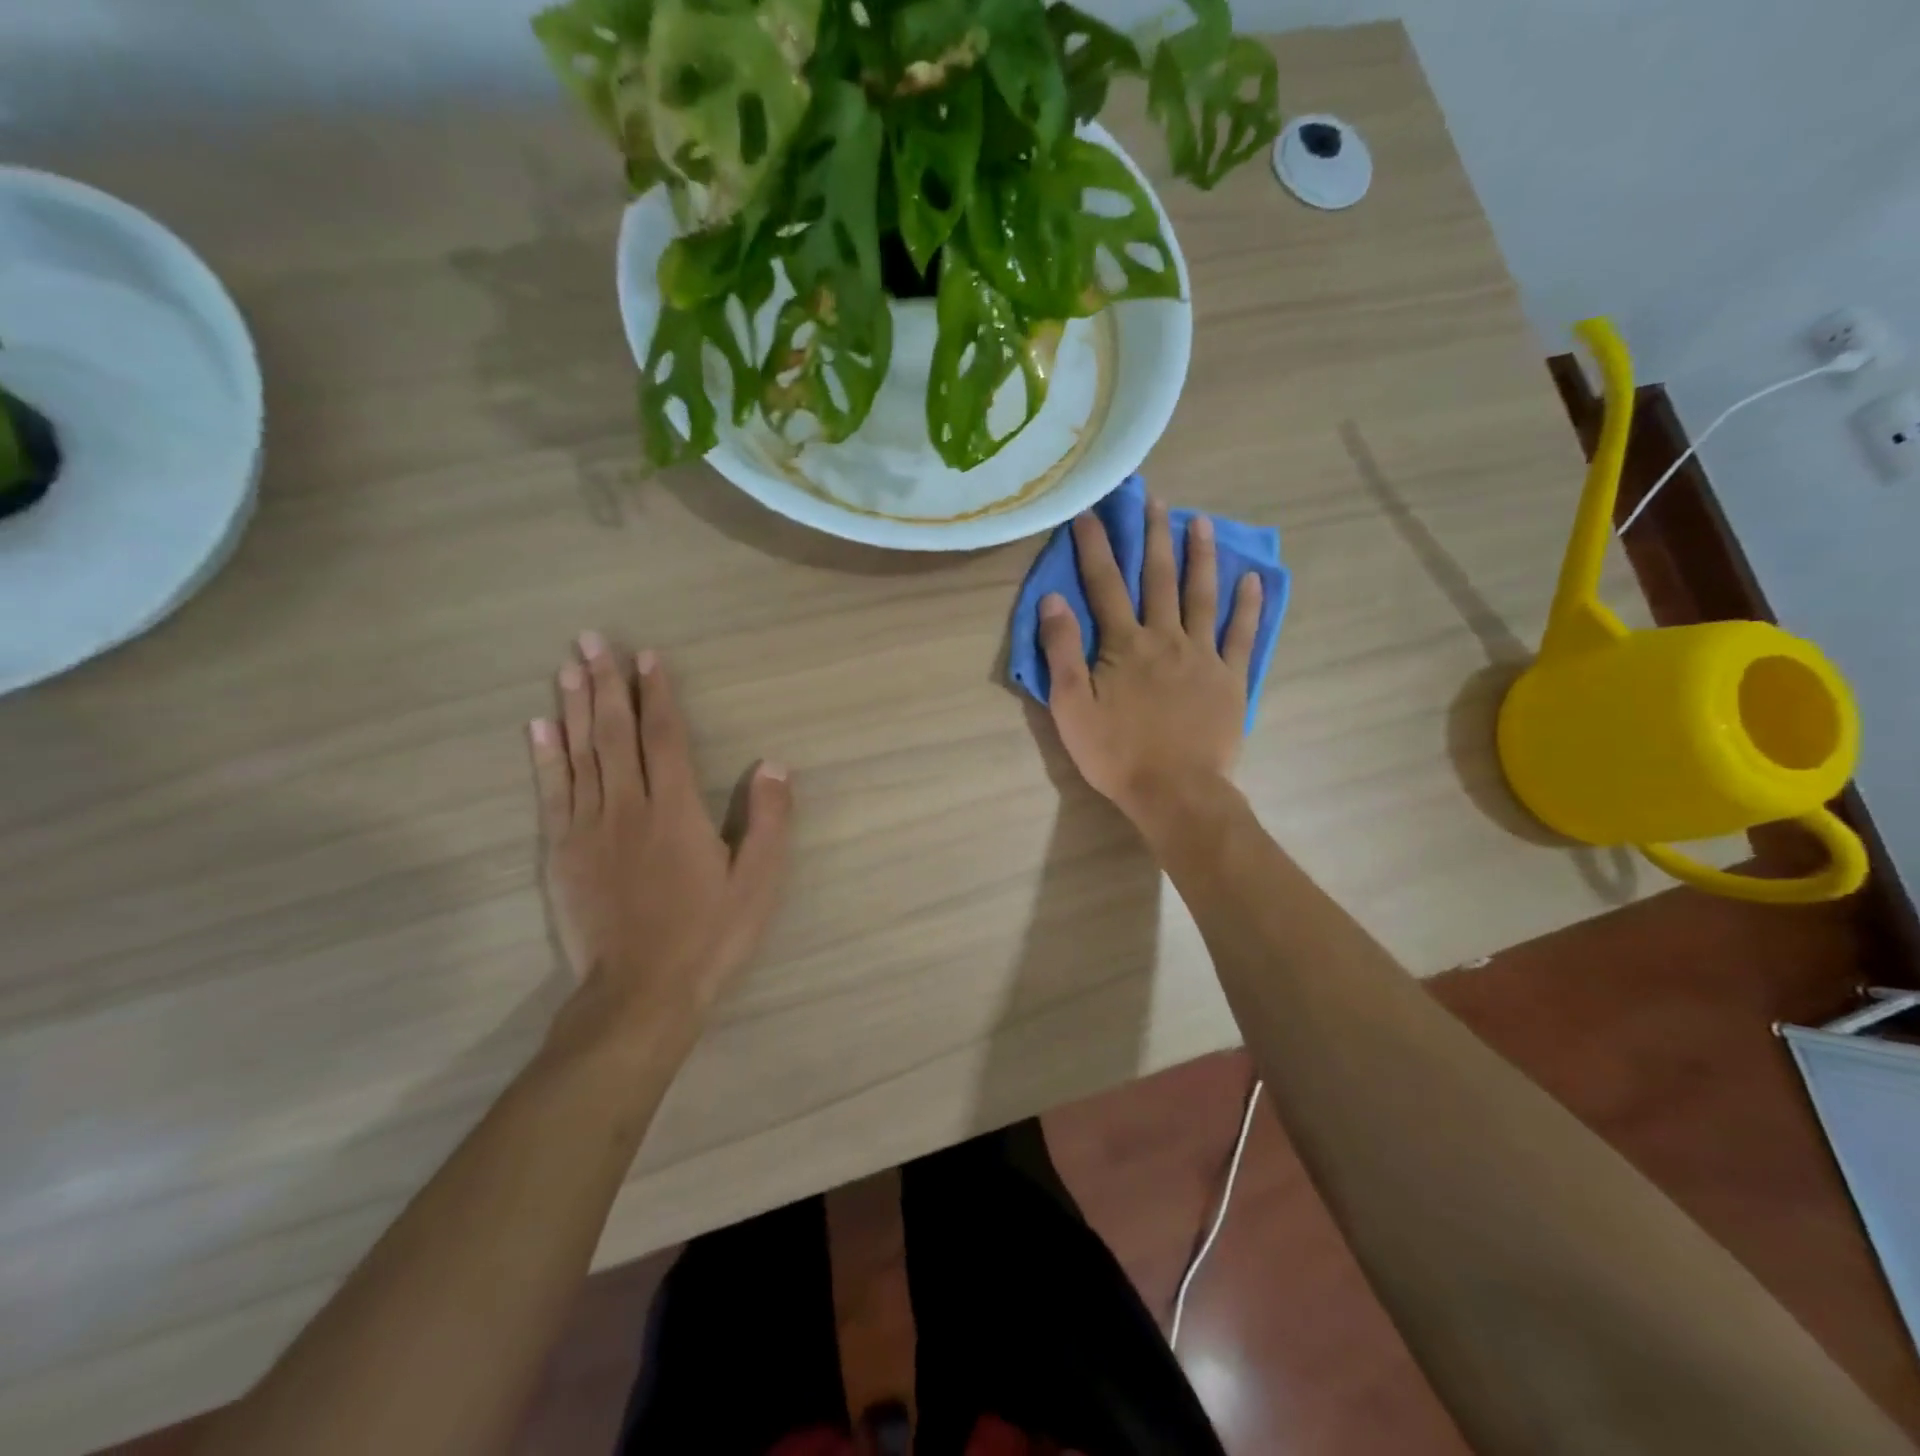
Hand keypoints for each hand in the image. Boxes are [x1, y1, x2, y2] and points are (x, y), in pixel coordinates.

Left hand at [527, 633, 790, 1049]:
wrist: (641, 993)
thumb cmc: (710, 936)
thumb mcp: (760, 882)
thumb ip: (770, 822)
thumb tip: (775, 766)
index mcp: (677, 811)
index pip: (665, 737)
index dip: (658, 694)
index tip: (648, 656)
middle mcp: (629, 807)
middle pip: (614, 733)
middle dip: (606, 684)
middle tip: (592, 640)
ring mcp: (589, 829)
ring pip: (579, 755)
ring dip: (572, 707)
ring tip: (567, 668)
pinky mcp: (562, 854)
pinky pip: (551, 793)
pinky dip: (544, 757)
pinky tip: (537, 728)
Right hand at [1039, 499, 1261, 825]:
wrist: (1175, 791)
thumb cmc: (1116, 753)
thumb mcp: (1071, 707)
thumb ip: (1062, 651)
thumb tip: (1053, 599)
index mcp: (1124, 645)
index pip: (1105, 585)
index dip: (1095, 547)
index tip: (1090, 513)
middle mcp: (1165, 637)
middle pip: (1159, 578)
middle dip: (1154, 536)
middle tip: (1155, 499)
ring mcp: (1203, 655)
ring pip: (1202, 595)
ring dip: (1201, 556)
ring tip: (1201, 522)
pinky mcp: (1230, 678)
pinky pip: (1242, 635)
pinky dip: (1248, 605)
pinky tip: (1252, 579)